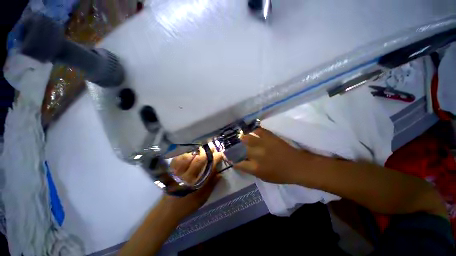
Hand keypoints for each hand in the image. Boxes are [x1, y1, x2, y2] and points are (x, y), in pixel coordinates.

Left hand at [161, 149, 222, 219]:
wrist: (168, 210)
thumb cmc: (187, 205)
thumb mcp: (202, 198)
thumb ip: (211, 185)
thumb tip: (220, 174)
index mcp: (195, 183)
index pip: (208, 167)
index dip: (215, 159)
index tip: (220, 155)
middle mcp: (186, 175)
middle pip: (198, 159)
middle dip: (207, 152)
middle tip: (213, 148)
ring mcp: (177, 171)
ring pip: (189, 155)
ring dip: (197, 150)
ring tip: (203, 148)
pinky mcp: (172, 170)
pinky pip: (179, 157)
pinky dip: (186, 152)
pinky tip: (191, 151)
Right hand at [233, 127, 318, 183]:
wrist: (297, 166)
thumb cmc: (281, 175)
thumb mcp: (264, 177)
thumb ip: (251, 170)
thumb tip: (242, 163)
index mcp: (255, 168)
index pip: (238, 164)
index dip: (232, 160)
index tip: (229, 157)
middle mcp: (256, 155)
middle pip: (240, 148)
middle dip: (236, 147)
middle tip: (234, 145)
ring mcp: (263, 144)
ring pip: (247, 138)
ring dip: (243, 138)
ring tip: (242, 137)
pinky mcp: (269, 137)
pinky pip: (259, 130)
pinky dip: (255, 131)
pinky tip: (254, 132)